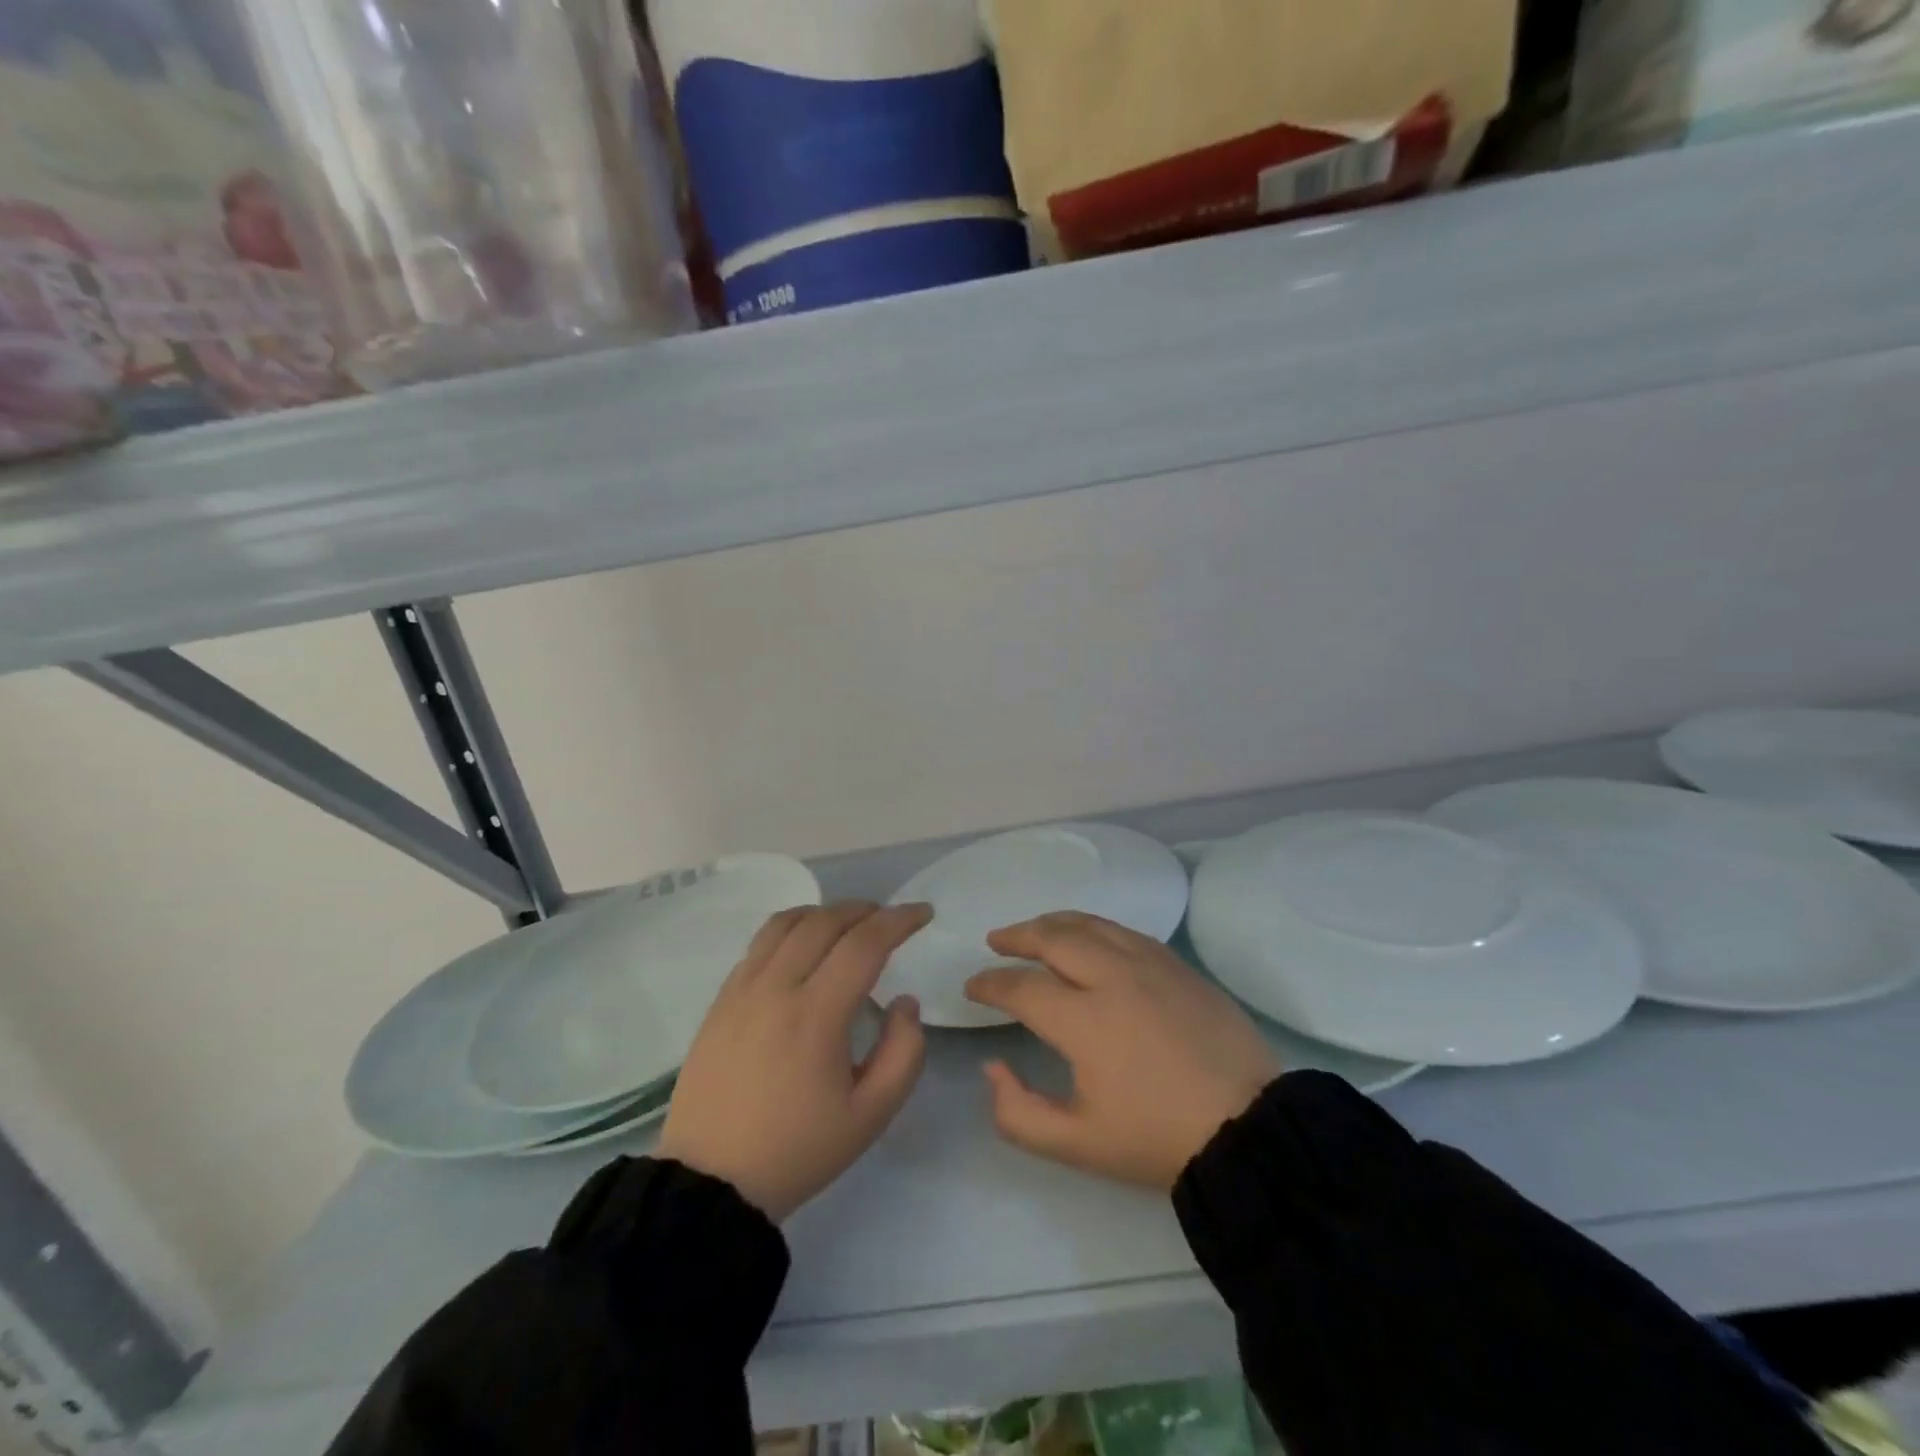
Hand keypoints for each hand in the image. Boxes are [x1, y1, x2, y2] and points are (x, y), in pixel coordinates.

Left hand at [659, 902, 930, 1220]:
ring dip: (825, 912)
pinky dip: (791, 928)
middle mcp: (777, 988)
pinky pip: (759, 943)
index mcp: (816, 1015)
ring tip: (849, 923)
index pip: (864, 943)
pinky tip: (804, 945)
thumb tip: (904, 1001)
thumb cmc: (797, 1150)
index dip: (899, 920)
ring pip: (787, 923)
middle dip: (865, 909)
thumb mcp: (870, 1115)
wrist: (710, 1183)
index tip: (923, 913)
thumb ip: (904, 1052)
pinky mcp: (721, 999)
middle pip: (825, 922)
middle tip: (890, 918)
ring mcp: (742, 989)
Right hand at [965, 913, 1280, 1189]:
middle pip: (1053, 937)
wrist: (1249, 1129)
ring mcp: (1149, 964)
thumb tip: (993, 1066)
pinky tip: (1089, 938)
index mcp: (1084, 1019)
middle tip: (996, 940)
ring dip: (1054, 923)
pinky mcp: (1177, 965)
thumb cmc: (1158, 1138)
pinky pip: (1124, 931)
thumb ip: (1018, 1112)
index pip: (1021, 987)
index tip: (973, 987)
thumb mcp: (1077, 1144)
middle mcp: (1112, 976)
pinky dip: (1094, 928)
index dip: (990, 985)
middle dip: (1017, 935)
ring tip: (1035, 930)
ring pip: (1090, 924)